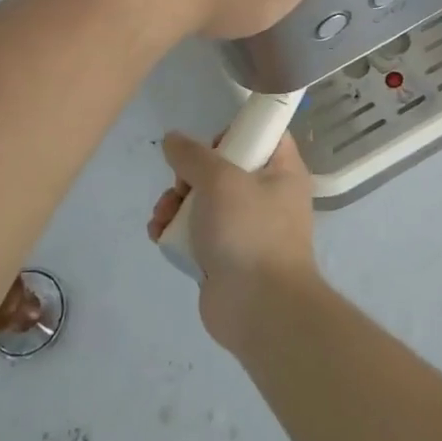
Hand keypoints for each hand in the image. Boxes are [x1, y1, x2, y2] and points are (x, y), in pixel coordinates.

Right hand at [148, 130, 320, 350]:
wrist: (259, 308)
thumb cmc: (249, 232)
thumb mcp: (220, 180)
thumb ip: (193, 155)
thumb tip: (173, 139)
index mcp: (282, 172)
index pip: (264, 135)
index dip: (235, 132)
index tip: (210, 144)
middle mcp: (268, 196)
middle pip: (224, 167)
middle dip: (190, 175)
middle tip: (182, 186)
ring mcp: (246, 228)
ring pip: (204, 200)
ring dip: (176, 204)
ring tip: (163, 216)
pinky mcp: (225, 255)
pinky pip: (196, 231)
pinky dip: (176, 230)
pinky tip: (159, 234)